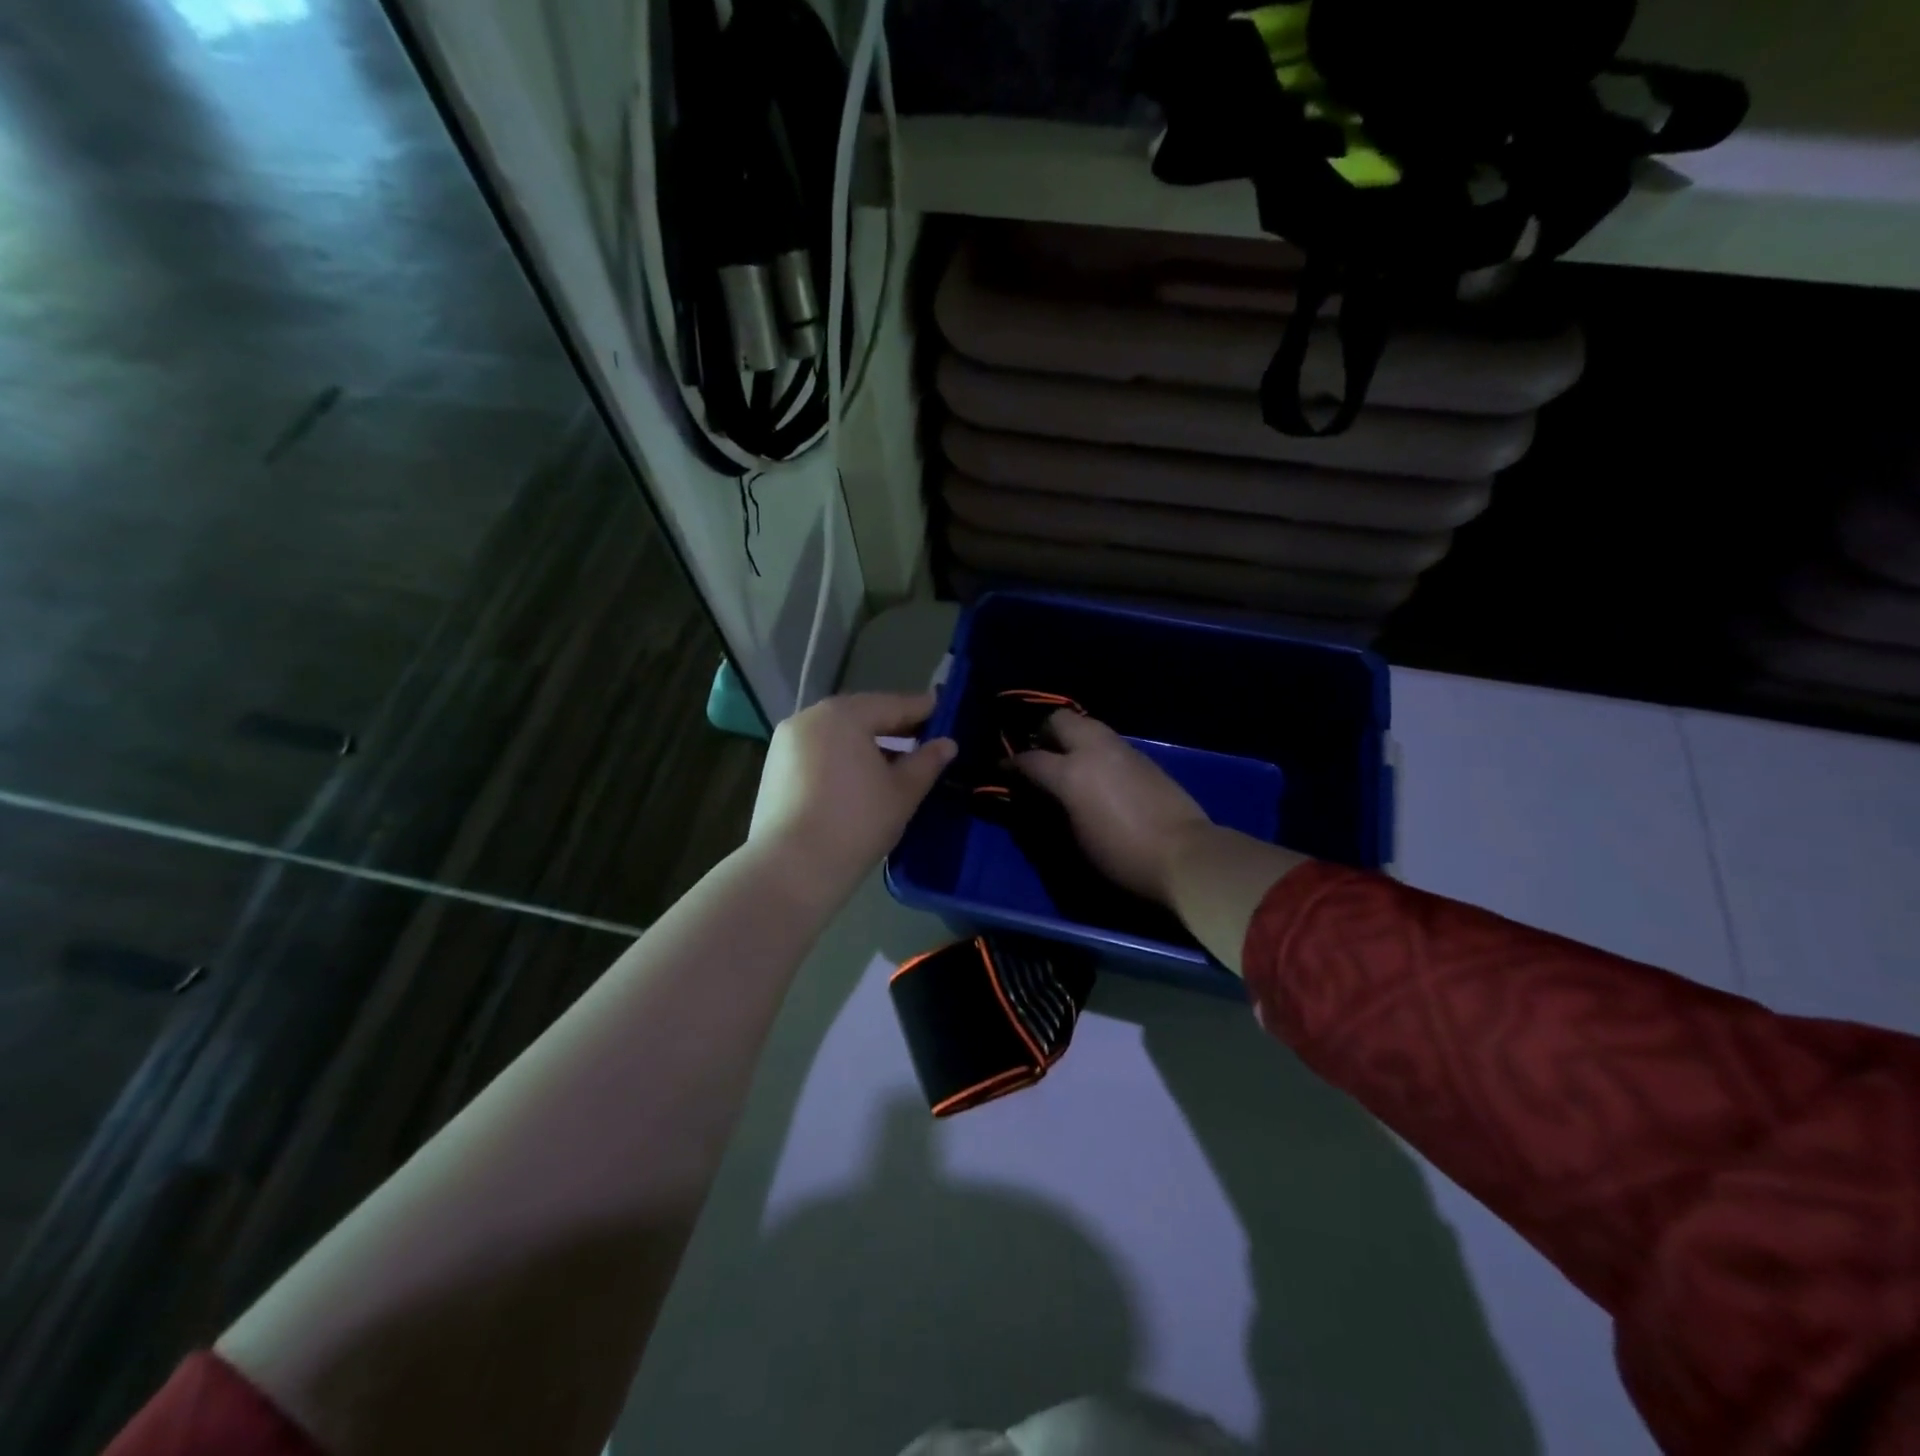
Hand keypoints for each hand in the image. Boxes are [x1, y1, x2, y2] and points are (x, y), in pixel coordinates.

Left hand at [749, 691, 957, 902]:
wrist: (792, 868)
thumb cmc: (856, 823)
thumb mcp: (902, 792)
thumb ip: (927, 762)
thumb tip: (947, 744)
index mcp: (843, 715)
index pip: (892, 705)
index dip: (922, 710)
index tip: (944, 712)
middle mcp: (810, 718)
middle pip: (861, 715)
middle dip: (893, 726)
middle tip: (923, 738)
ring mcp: (786, 742)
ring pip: (837, 734)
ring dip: (865, 742)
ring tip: (894, 761)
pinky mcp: (774, 768)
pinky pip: (818, 751)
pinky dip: (841, 757)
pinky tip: (859, 778)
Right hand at [1013, 711, 1211, 903]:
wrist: (1184, 855)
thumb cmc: (1122, 856)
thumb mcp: (1076, 838)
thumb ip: (1054, 808)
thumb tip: (1043, 796)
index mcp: (1071, 773)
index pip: (1030, 759)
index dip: (1012, 765)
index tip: (1003, 770)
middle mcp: (1094, 750)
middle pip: (1059, 721)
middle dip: (1043, 733)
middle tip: (1038, 755)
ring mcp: (1122, 750)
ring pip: (1087, 724)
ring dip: (1071, 736)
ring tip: (1066, 760)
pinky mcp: (1143, 757)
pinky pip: (1107, 741)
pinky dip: (1093, 747)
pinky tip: (1096, 771)